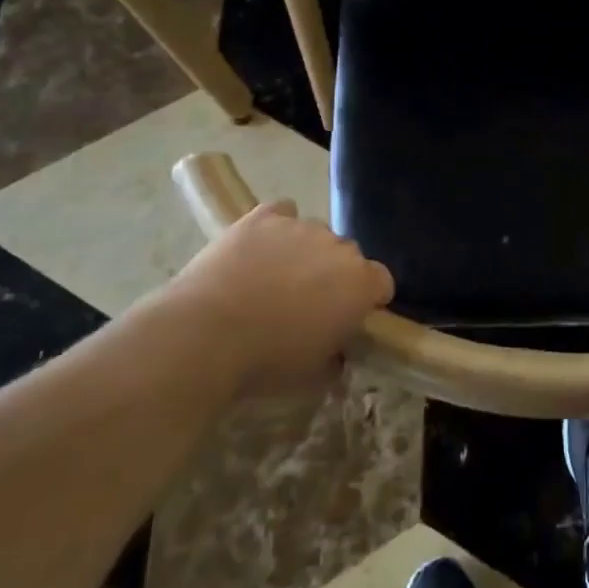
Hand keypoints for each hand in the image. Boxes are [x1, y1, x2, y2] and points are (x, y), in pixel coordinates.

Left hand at [174, 201, 393, 393]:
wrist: (206, 334)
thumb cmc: (266, 361)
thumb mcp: (312, 375)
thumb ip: (335, 356)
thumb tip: (336, 353)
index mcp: (359, 284)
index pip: (382, 281)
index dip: (368, 298)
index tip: (350, 317)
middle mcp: (339, 247)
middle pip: (348, 255)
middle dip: (335, 274)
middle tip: (307, 303)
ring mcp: (301, 226)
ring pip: (315, 234)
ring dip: (305, 252)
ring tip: (274, 278)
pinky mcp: (264, 216)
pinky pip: (283, 212)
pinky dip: (278, 227)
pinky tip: (261, 247)